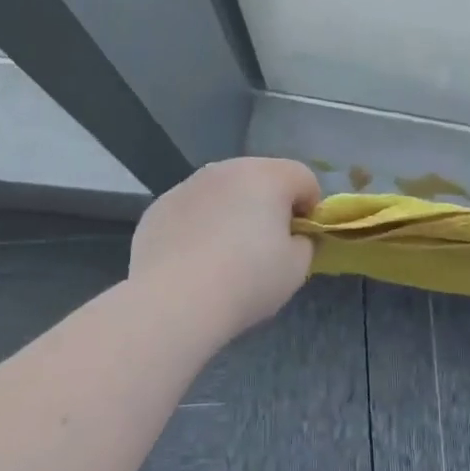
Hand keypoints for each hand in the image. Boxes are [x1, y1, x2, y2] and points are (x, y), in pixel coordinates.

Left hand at [129, 157, 321, 337]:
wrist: (174, 301)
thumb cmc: (247, 280)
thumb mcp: (296, 268)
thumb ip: (303, 243)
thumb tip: (291, 237)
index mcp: (268, 176)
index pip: (303, 178)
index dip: (310, 208)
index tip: (300, 239)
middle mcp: (227, 169)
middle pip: (261, 178)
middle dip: (269, 205)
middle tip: (265, 245)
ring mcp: (188, 185)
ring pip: (223, 191)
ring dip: (232, 211)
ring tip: (225, 254)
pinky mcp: (160, 206)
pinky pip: (192, 209)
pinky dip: (199, 225)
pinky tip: (194, 259)